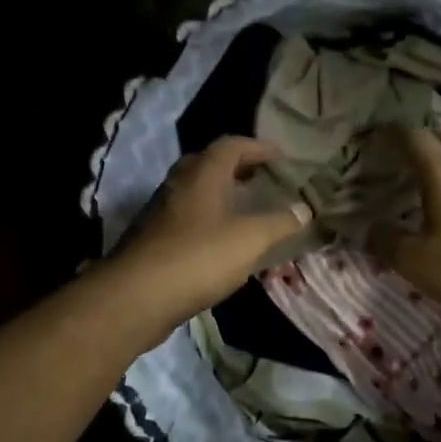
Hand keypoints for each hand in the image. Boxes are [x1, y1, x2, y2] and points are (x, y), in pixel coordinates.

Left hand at [115, 136, 311, 323]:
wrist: (136, 296)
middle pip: (209, 163)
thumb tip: (304, 209)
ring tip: (245, 210)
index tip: (282, 158)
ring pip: (194, 191)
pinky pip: (185, 217)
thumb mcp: (250, 239)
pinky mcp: (152, 238)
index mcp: (202, 173)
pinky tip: (220, 242)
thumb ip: (279, 222)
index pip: (232, 144)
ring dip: (220, 194)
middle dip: (237, 167)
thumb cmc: (199, 257)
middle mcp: (178, 184)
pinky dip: (207, 219)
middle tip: (261, 179)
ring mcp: (160, 211)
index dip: (259, 147)